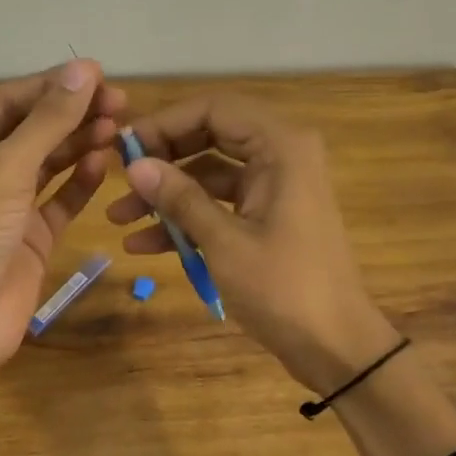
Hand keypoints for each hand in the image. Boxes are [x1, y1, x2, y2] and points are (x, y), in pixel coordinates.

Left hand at [0, 61, 124, 455]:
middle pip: (33, 130)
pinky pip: (60, 199)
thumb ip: (49, 120)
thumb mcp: (7, 166)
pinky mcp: (31, 235)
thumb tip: (84, 69)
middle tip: (121, 102)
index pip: (9, 101)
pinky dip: (81, 182)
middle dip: (73, 114)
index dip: (52, 86)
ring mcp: (8, 204)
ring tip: (119, 127)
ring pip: (50, 163)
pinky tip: (103, 163)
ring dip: (81, 144)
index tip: (98, 74)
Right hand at [106, 94, 398, 392]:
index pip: (213, 109)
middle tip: (119, 181)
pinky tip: (144, 244)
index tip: (124, 148)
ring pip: (209, 175)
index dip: (165, 123)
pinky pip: (220, 205)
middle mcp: (280, 156)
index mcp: (280, 147)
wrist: (336, 346)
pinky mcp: (267, 217)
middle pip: (208, 137)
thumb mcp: (224, 242)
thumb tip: (134, 164)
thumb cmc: (284, 288)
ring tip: (119, 219)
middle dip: (162, 161)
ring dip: (166, 196)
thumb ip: (180, 198)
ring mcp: (274, 188)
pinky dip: (186, 220)